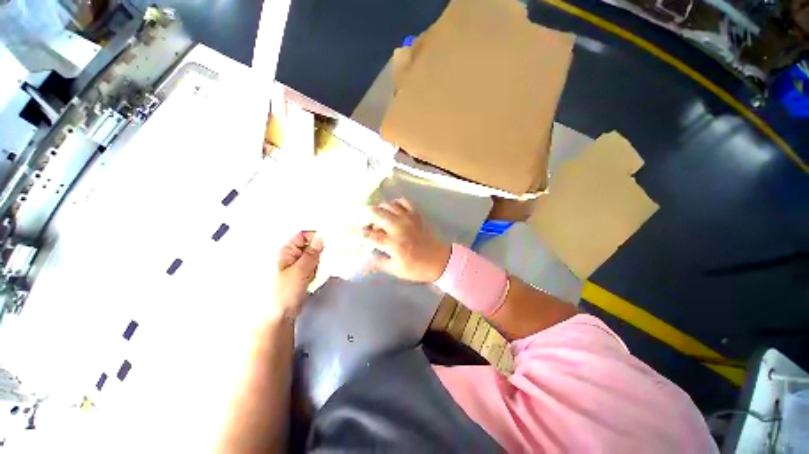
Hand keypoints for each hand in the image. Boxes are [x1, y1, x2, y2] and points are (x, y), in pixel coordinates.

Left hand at [272, 231, 322, 319]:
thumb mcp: (300, 271)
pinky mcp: (300, 276)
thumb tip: (321, 237)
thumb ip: (312, 253)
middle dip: (319, 251)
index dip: (316, 237)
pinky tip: (316, 277)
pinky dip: (316, 270)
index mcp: (285, 252)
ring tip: (317, 272)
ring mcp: (295, 267)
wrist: (278, 318)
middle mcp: (290, 257)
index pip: (303, 235)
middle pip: (309, 246)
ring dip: (318, 262)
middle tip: (322, 261)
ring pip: (312, 257)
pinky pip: (312, 267)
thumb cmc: (284, 293)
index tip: (328, 244)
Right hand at [363, 199, 450, 282]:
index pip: (370, 235)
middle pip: (377, 214)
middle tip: (365, 222)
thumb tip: (366, 257)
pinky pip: (403, 202)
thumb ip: (379, 262)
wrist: (441, 260)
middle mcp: (399, 228)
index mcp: (393, 244)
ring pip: (388, 205)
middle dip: (366, 216)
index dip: (357, 232)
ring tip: (378, 217)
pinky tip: (393, 210)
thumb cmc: (418, 268)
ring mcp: (408, 219)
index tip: (349, 231)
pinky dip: (395, 203)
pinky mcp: (416, 215)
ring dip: (379, 209)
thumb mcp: (396, 270)